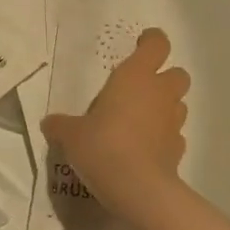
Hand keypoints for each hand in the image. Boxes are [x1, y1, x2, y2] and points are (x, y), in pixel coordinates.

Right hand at [41, 28, 189, 224]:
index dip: (151, 41)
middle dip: (164, 77)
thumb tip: (50, 124)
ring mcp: (173, 123)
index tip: (140, 43)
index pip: (156, 45)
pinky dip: (163, 137)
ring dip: (164, 107)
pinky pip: (174, 135)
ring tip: (139, 119)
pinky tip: (144, 148)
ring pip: (178, 104)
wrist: (138, 188)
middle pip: (177, 74)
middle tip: (139, 88)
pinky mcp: (178, 150)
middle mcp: (159, 94)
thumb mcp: (70, 133)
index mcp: (135, 77)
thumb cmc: (102, 145)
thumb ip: (61, 124)